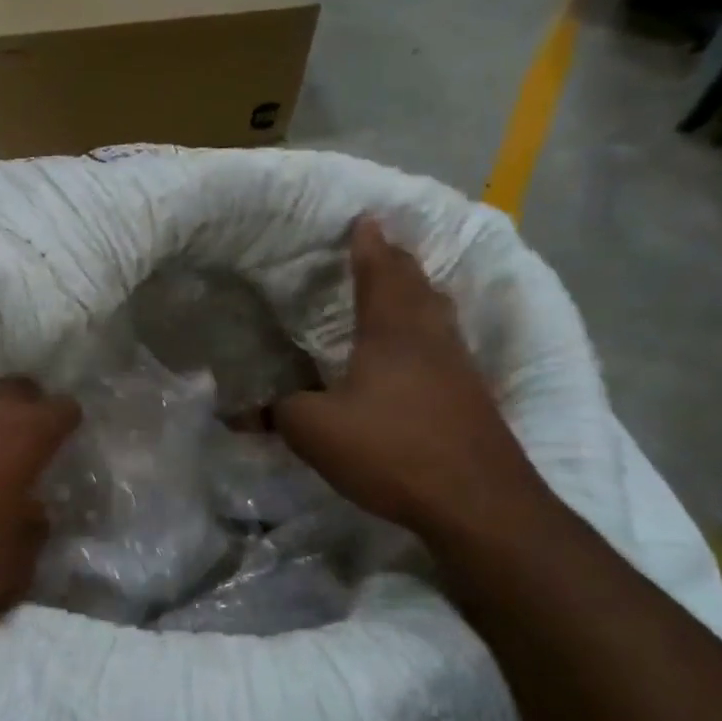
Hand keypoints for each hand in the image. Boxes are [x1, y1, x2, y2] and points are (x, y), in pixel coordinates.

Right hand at [276, 217, 542, 534]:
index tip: (365, 218)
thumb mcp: (316, 431)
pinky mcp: (472, 397)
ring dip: (418, 294)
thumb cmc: (392, 450)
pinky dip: (428, 332)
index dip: (369, 244)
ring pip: (437, 314)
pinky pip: (446, 345)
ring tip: (401, 289)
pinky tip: (418, 352)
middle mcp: (430, 336)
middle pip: (416, 285)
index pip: (379, 271)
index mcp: (392, 330)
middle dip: (396, 261)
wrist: (477, 502)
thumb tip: (245, 409)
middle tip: (380, 246)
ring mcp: (458, 366)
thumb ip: (279, 412)